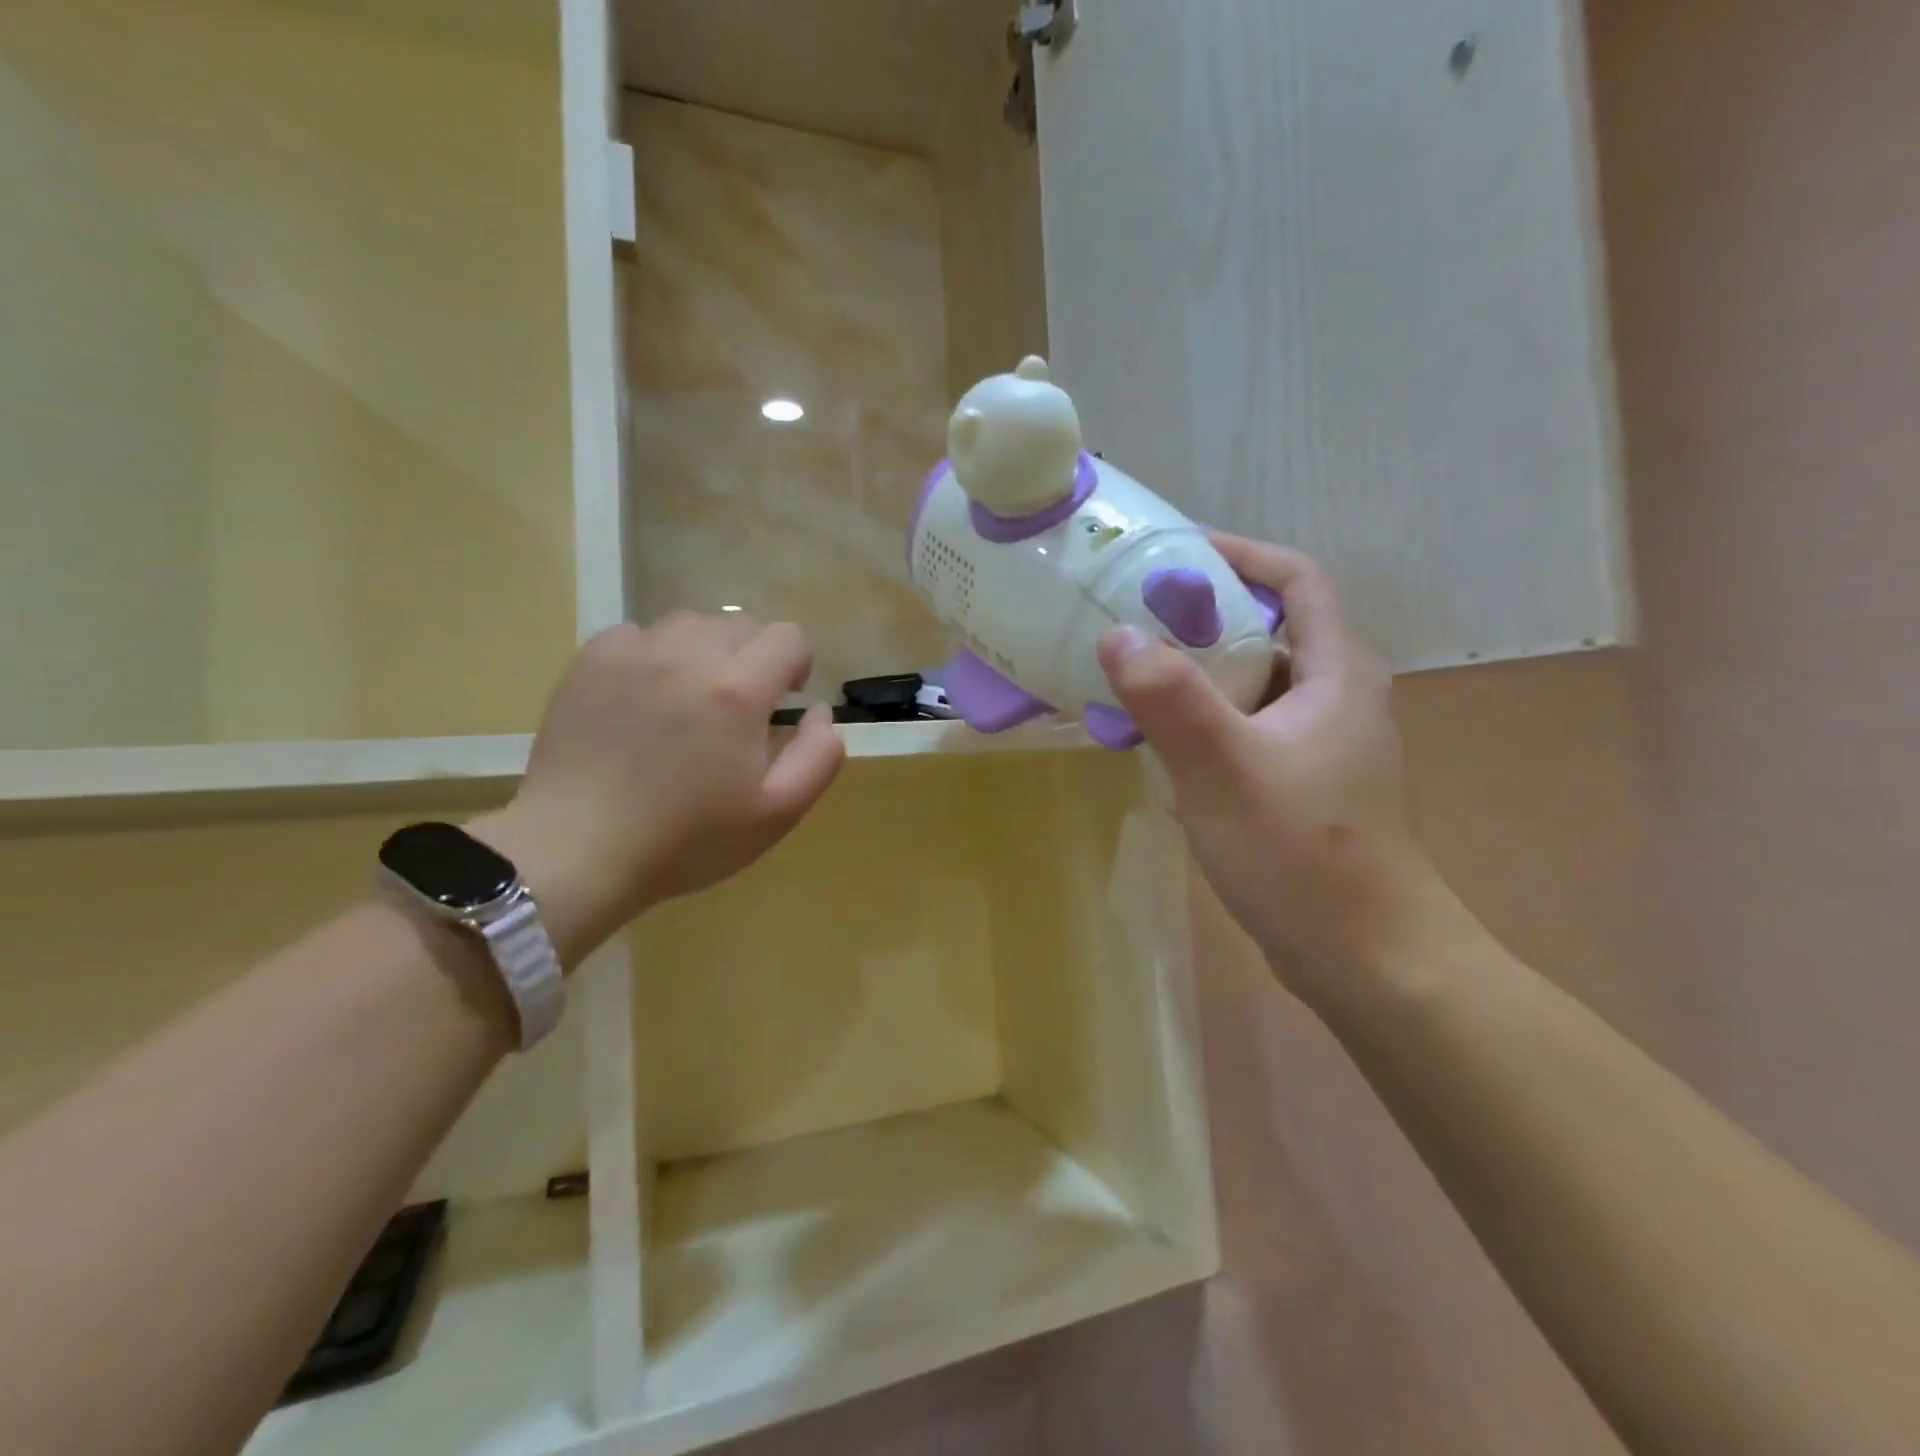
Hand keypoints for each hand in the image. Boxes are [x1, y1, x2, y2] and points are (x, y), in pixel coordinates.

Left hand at [474, 612, 843, 964]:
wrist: (577, 850)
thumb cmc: (687, 839)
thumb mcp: (776, 813)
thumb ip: (819, 757)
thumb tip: (821, 713)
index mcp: (738, 689)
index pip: (789, 637)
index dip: (797, 666)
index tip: (782, 703)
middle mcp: (688, 654)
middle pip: (742, 625)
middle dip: (753, 659)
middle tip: (737, 710)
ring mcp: (633, 653)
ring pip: (690, 623)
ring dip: (705, 651)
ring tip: (691, 697)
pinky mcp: (590, 662)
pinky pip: (638, 634)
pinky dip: (654, 655)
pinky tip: (644, 697)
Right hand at [1097, 535, 1468, 1007]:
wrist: (1367, 958)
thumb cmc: (1304, 854)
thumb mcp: (1226, 769)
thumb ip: (1170, 699)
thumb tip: (1116, 635)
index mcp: (1335, 672)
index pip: (1295, 580)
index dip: (1238, 555)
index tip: (1172, 556)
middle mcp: (1334, 696)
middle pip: (1267, 628)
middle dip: (1200, 615)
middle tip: (1131, 618)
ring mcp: (1318, 744)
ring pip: (1251, 683)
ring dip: (1195, 672)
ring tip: (1130, 675)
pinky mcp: (1300, 784)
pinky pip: (1244, 728)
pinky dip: (1201, 720)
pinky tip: (1157, 742)